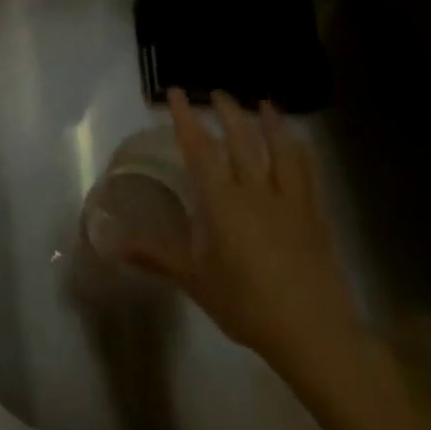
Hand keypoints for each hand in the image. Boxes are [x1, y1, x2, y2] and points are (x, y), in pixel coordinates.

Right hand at [124, 90, 365, 388]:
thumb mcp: (195, 280)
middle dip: (227, 112)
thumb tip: (114, 244)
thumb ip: (156, 255)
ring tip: (264, 104)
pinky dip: (302, 151)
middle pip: (242, 140)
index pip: (199, 149)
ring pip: (280, 150)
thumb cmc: (247, 305)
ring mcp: (290, 202)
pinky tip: (300, 142)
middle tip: (216, 93)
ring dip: (270, 123)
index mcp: (222, 202)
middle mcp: (256, 192)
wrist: (315, 336)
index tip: (176, 94)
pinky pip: (309, 173)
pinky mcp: (316, 217)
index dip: (186, 118)